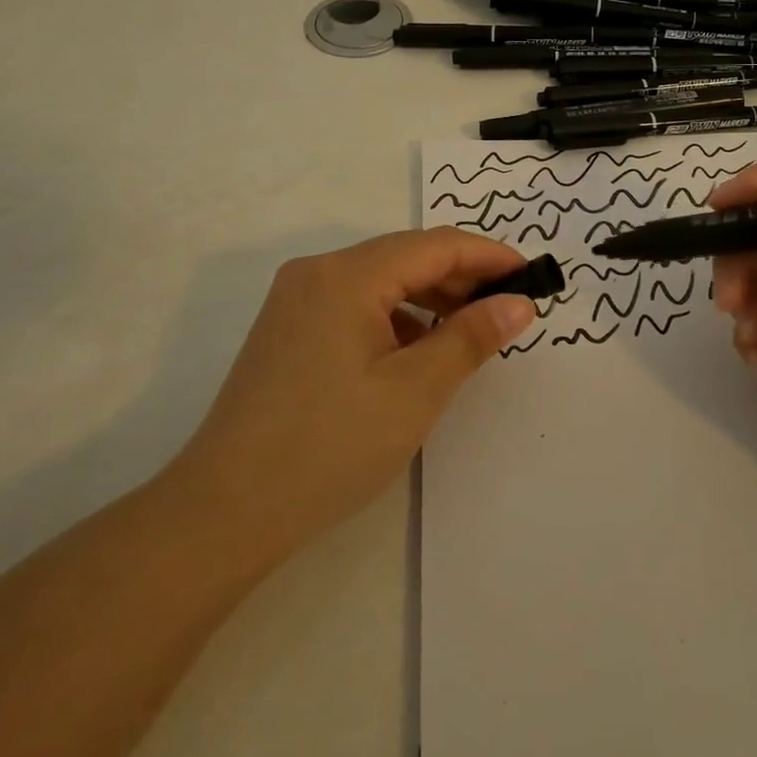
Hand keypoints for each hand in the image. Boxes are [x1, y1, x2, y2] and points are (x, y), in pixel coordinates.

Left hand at [174, 228, 535, 566]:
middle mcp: (317, 272)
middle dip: (460, 278)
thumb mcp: (414, 392)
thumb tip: (518, 303)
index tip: (532, 276)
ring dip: (428, 299)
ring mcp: (296, 299)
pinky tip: (416, 351)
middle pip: (404, 258)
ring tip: (468, 332)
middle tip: (507, 308)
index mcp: (346, 275)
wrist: (224, 511)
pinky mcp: (287, 329)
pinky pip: (355, 304)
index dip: (488, 256)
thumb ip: (471, 338)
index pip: (434, 245)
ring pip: (379, 281)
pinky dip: (395, 318)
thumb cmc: (329, 447)